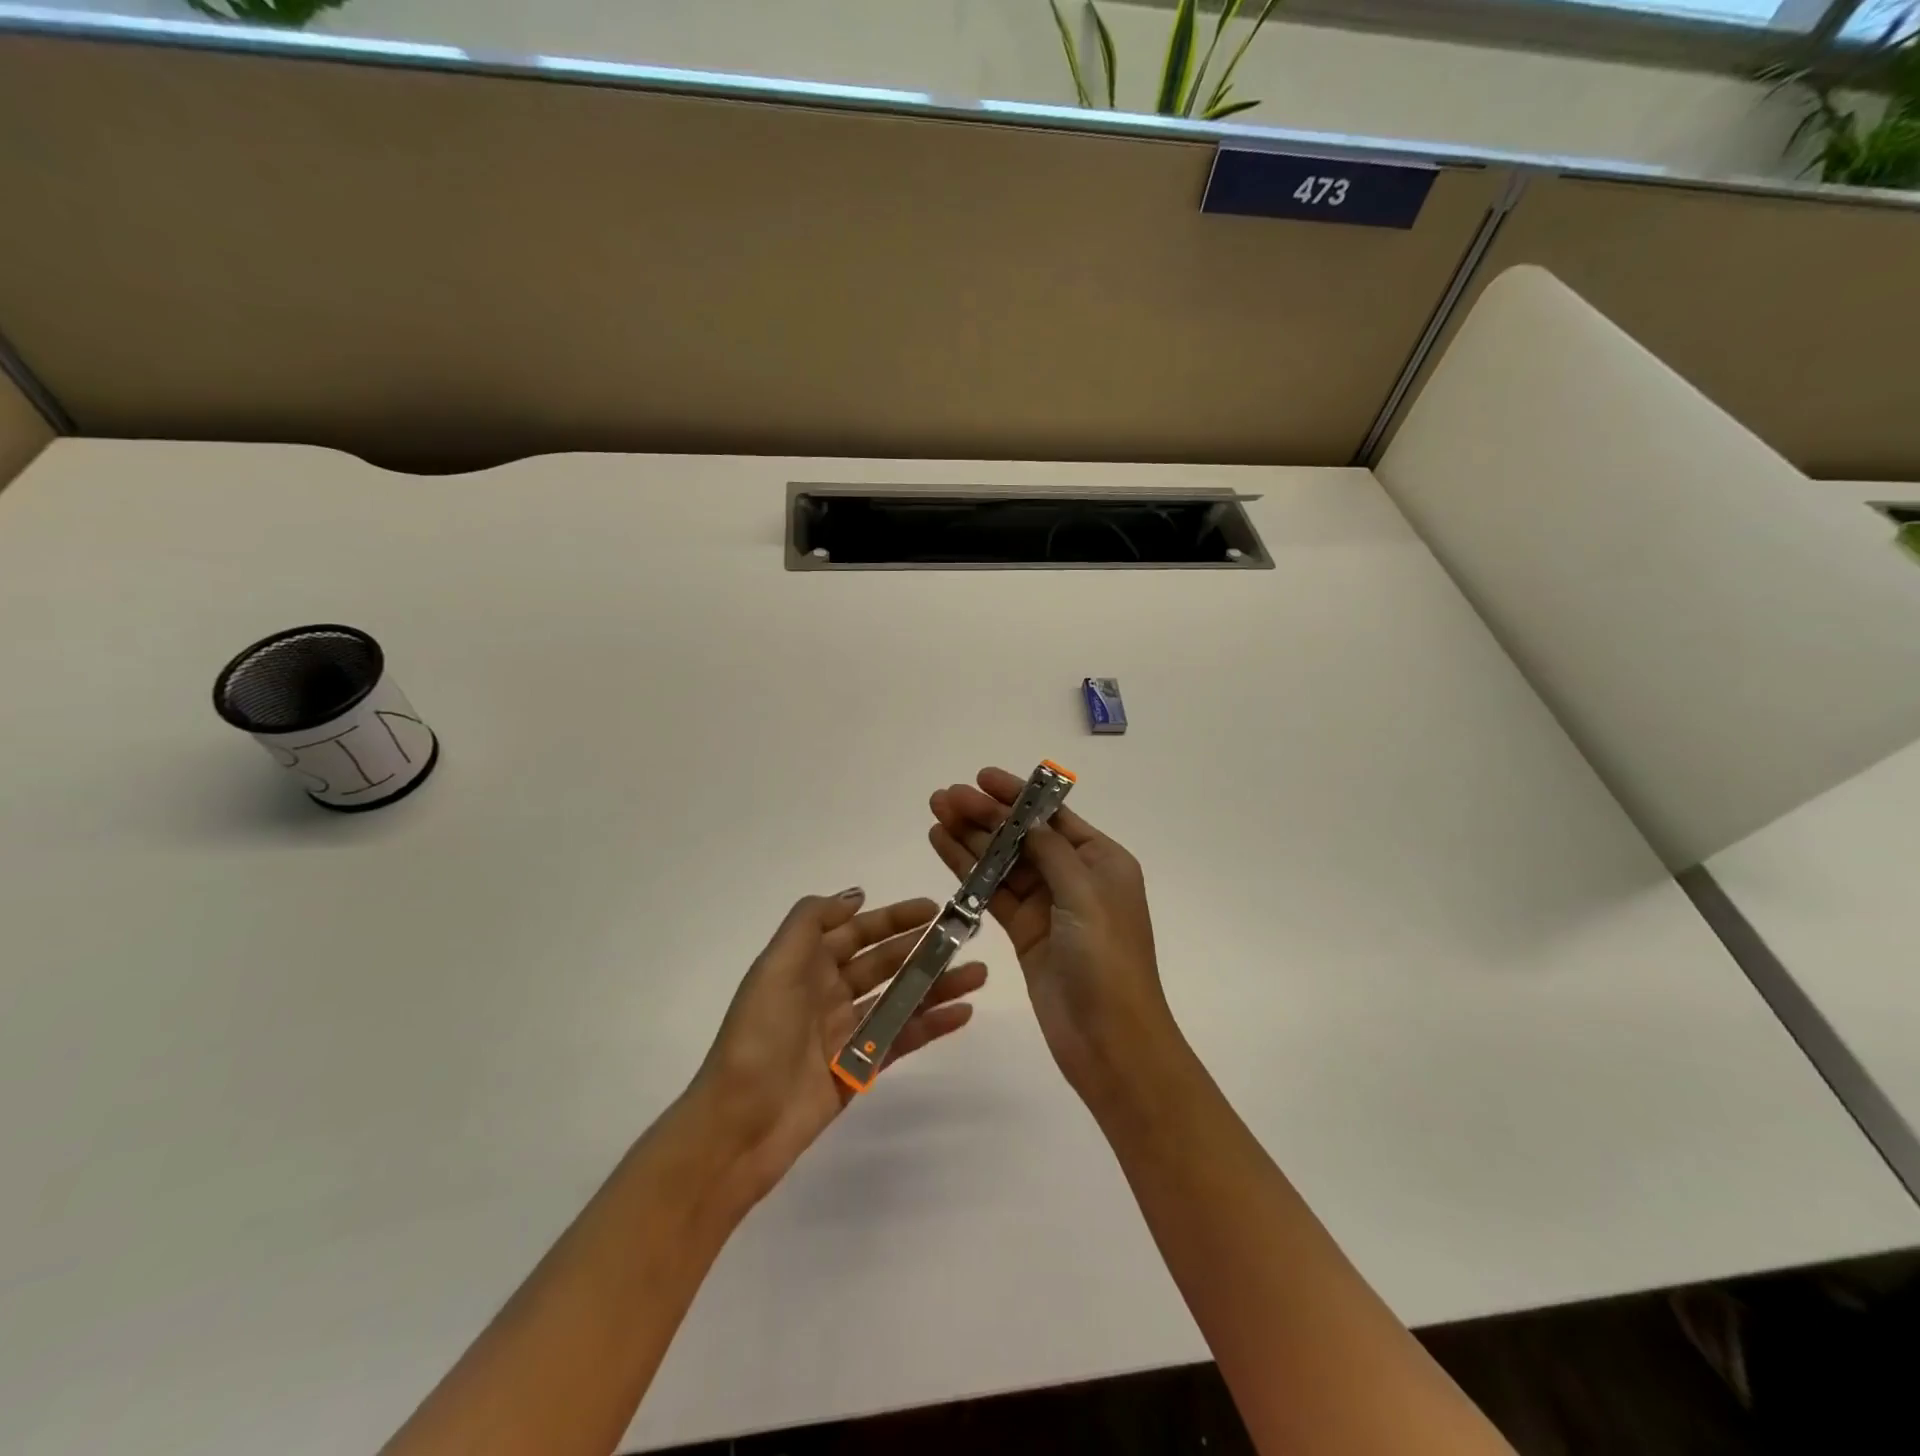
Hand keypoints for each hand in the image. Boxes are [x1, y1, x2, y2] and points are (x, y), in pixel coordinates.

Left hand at [687, 890, 986, 1206]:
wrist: (739, 1126)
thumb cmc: (758, 1036)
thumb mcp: (775, 966)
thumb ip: (811, 922)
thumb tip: (856, 896)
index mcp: (806, 965)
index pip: (856, 931)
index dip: (893, 918)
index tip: (932, 908)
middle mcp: (827, 992)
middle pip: (883, 962)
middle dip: (922, 948)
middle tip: (964, 938)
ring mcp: (846, 1031)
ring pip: (899, 998)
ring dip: (936, 984)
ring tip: (977, 974)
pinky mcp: (860, 1067)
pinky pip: (902, 1037)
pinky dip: (932, 1024)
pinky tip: (963, 1012)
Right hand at [929, 769, 1176, 1099]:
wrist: (1110, 1040)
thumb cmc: (1107, 959)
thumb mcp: (1084, 893)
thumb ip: (1050, 850)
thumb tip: (1025, 815)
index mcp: (1101, 861)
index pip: (1052, 816)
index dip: (1015, 795)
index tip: (980, 778)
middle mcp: (1074, 877)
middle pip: (1022, 836)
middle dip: (984, 814)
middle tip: (944, 797)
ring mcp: (1047, 906)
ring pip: (1002, 862)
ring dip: (970, 838)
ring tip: (935, 813)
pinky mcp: (1024, 932)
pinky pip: (992, 892)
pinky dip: (968, 872)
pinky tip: (943, 848)